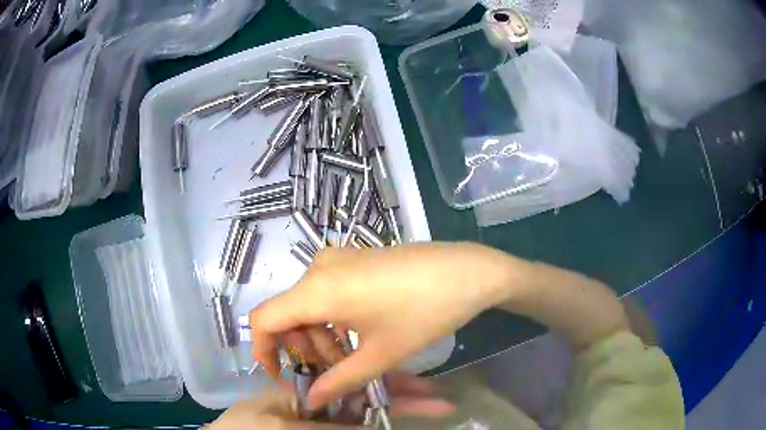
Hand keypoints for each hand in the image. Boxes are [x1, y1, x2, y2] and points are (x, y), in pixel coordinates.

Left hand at [206, 372, 454, 428]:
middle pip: (369, 396)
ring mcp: (324, 420)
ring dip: (398, 410)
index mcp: (310, 386)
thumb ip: (326, 427)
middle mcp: (322, 401)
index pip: (358, 380)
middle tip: (442, 401)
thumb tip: (374, 427)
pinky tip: (395, 422)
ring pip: (366, 413)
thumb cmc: (245, 429)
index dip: (392, 384)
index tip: (426, 388)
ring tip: (434, 407)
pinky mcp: (322, 429)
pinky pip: (354, 425)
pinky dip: (375, 423)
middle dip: (405, 398)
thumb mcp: (281, 425)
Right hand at [249, 242, 519, 407]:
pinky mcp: (353, 259)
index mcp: (317, 289)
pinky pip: (326, 293)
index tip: (281, 375)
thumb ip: (340, 381)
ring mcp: (337, 259)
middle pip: (288, 315)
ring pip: (308, 306)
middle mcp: (318, 268)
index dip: (264, 350)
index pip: (264, 319)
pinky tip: (359, 334)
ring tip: (353, 358)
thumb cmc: (424, 312)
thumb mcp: (380, 354)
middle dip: (304, 349)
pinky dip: (332, 319)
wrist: (468, 271)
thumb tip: (311, 400)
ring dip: (321, 337)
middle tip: (334, 373)